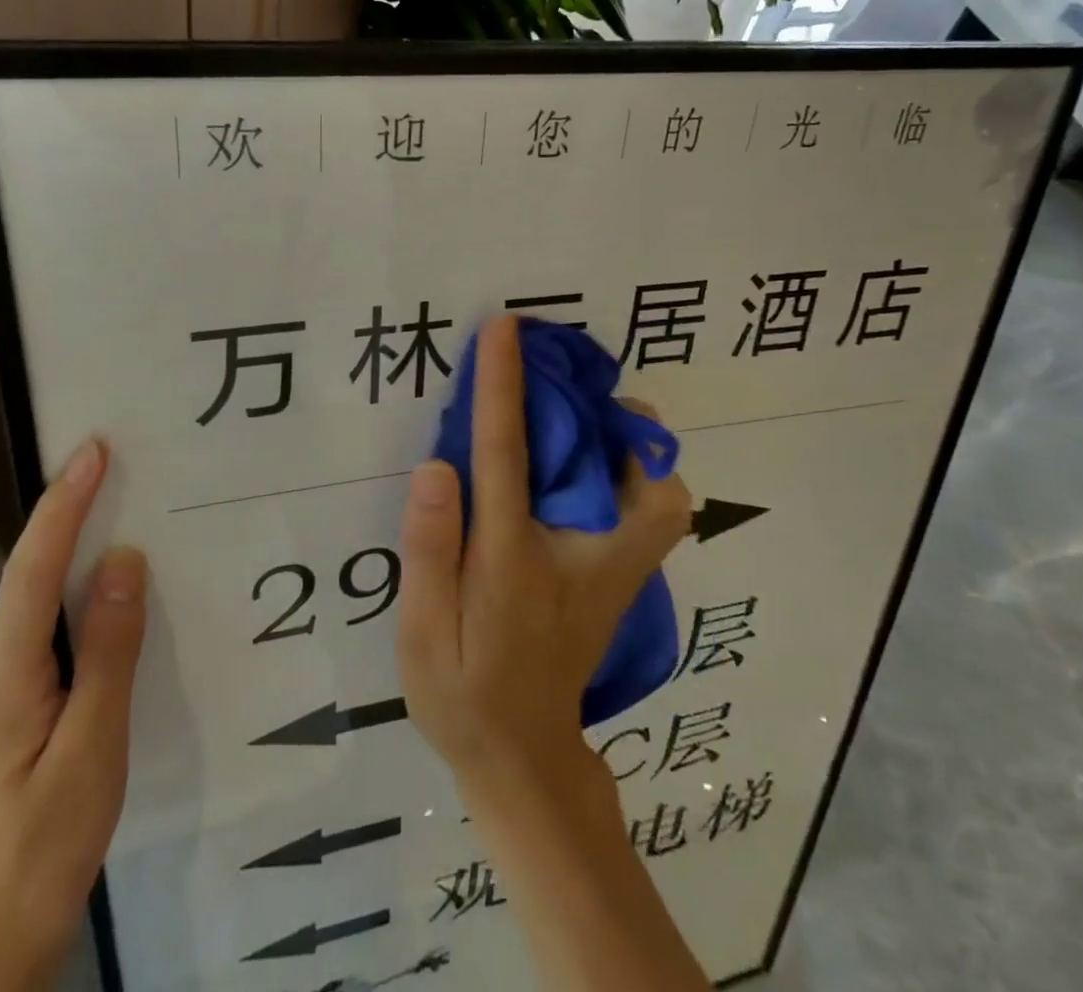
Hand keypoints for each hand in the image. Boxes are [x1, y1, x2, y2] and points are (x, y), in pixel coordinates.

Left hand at [0, 441, 147, 991]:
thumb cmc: (47, 843)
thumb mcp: (95, 744)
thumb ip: (110, 649)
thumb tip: (124, 559)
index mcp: (2, 672)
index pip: (34, 566)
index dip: (64, 503)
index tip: (93, 450)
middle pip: (31, 575)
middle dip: (72, 518)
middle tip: (122, 472)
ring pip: (36, 604)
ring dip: (75, 559)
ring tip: (124, 524)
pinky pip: (40, 632)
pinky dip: (73, 601)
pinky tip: (105, 604)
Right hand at [395, 316, 690, 799]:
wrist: (523, 755)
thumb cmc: (463, 691)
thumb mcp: (421, 632)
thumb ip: (430, 549)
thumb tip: (438, 466)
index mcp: (517, 557)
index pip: (508, 453)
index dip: (503, 385)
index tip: (505, 328)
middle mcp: (583, 555)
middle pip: (621, 467)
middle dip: (602, 407)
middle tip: (566, 371)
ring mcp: (616, 570)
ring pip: (660, 491)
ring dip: (633, 440)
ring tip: (586, 416)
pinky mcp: (626, 578)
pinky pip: (657, 511)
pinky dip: (642, 474)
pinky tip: (596, 467)